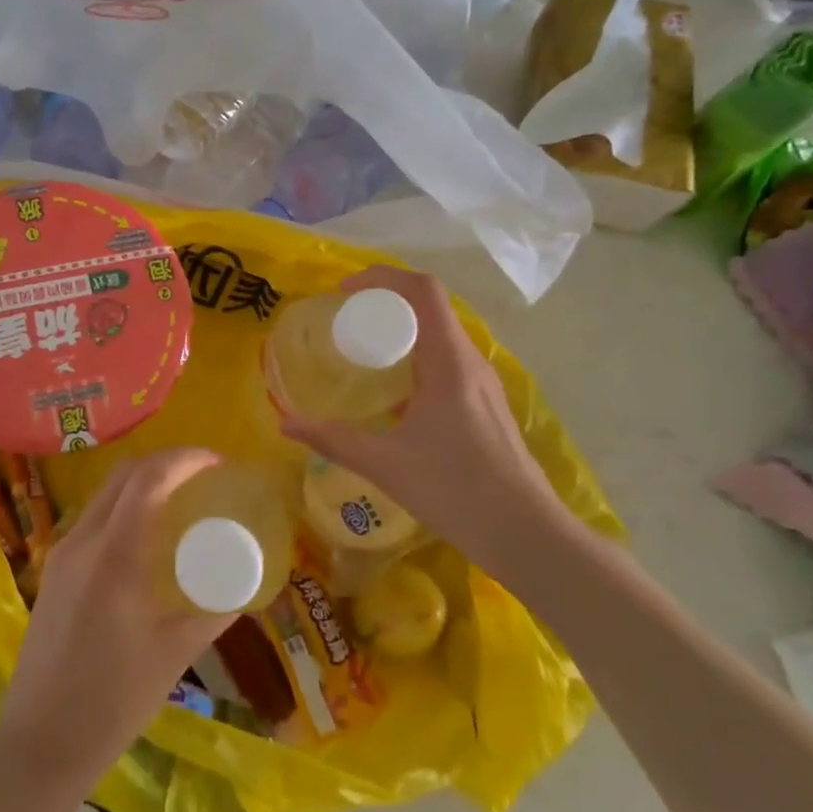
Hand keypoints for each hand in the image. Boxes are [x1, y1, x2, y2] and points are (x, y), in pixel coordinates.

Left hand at [0, 449, 233, 785]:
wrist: (39, 740)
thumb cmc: (113, 701)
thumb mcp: (175, 654)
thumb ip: (214, 610)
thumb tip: (249, 582)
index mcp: (114, 555)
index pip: (149, 479)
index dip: (185, 459)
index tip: (218, 463)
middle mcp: (82, 541)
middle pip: (123, 475)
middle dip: (165, 464)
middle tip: (203, 477)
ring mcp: (61, 553)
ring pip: (104, 495)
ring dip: (141, 484)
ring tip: (179, 502)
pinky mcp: (52, 571)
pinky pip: (92, 520)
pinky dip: (123, 509)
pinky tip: (144, 539)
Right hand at [279, 266, 570, 574]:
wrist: (526, 534)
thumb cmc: (457, 490)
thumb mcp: (385, 464)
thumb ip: (333, 439)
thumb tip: (285, 422)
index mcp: (449, 362)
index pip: (423, 291)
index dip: (382, 278)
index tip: (343, 292)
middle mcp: (470, 362)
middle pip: (430, 307)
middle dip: (385, 301)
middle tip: (344, 319)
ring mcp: (482, 383)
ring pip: (441, 334)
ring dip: (402, 328)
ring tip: (362, 348)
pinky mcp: (485, 404)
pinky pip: (447, 360)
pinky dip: (415, 355)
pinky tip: (392, 391)